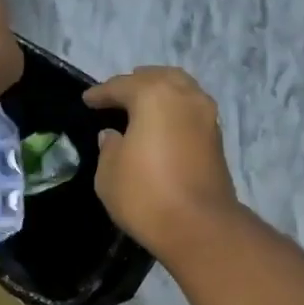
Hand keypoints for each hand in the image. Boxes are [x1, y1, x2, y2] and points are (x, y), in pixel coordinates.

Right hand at [84, 67, 240, 260]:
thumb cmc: (145, 195)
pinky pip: (190, 111)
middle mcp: (185, 96)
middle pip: (157, 78)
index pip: (121, 86)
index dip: (101, 93)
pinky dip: (173, 111)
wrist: (198, 226)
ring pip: (180, 90)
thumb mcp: (109, 173)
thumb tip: (114, 136)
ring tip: (141, 108)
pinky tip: (161, 126)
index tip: (87, 100)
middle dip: (135, 84)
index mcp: (154, 95)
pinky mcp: (216, 138)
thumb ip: (109, 147)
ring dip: (160, 94)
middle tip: (117, 96)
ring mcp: (206, 116)